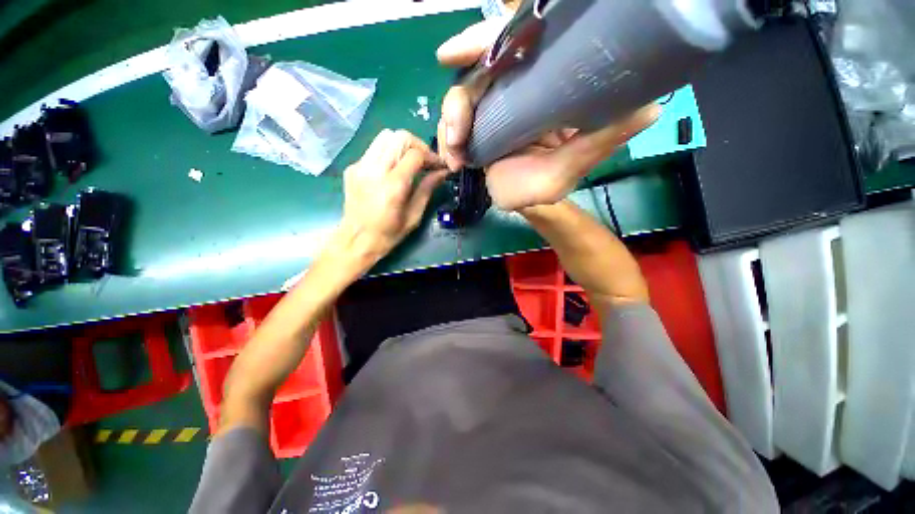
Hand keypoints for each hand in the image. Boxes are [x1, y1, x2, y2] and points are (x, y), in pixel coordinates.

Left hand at [338, 129, 448, 262]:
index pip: (415, 154)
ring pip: (385, 137)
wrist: (356, 240)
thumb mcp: (414, 215)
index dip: (430, 156)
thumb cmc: (388, 234)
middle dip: (417, 145)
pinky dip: (388, 153)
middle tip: (425, 161)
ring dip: (402, 145)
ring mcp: (360, 166)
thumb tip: (442, 172)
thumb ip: (427, 189)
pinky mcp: (353, 167)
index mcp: (393, 186)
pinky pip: (374, 149)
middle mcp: (374, 170)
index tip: (438, 166)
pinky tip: (393, 170)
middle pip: (399, 136)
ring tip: (410, 162)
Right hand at [436, 20, 660, 210]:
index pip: (515, 45)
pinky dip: (449, 142)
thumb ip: (599, 141)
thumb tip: (648, 108)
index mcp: (542, 87)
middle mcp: (515, 89)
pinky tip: (454, 163)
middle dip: (459, 103)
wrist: (522, 203)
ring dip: (450, 129)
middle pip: (477, 72)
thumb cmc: (544, 187)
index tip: (455, 53)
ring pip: (460, 99)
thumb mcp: (571, 167)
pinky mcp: (478, 125)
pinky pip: (454, 123)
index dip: (486, 40)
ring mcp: (493, 107)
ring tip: (456, 160)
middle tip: (455, 137)